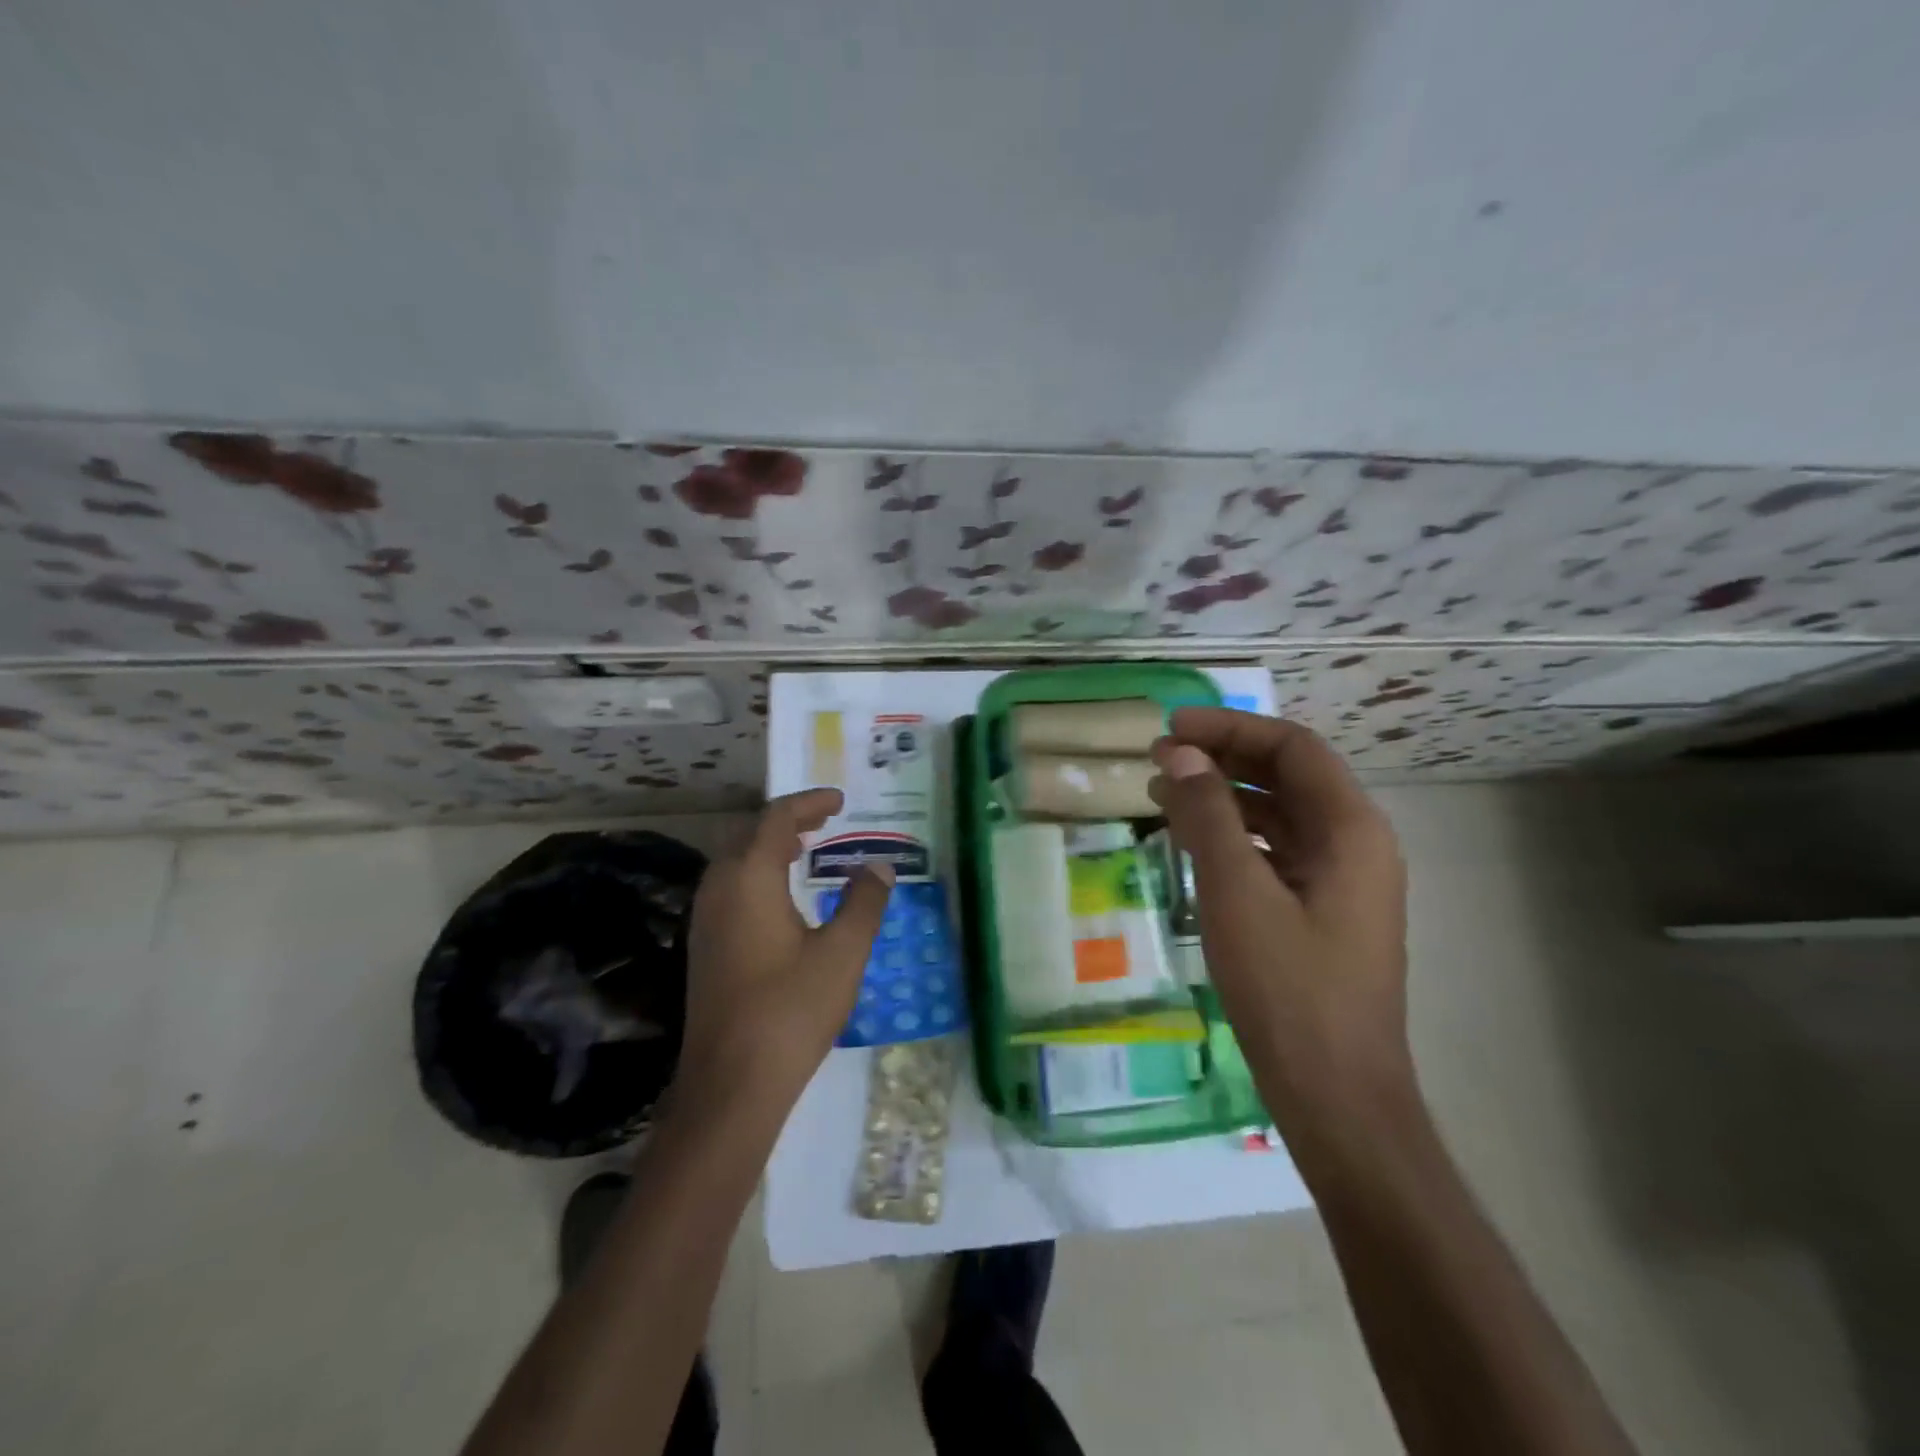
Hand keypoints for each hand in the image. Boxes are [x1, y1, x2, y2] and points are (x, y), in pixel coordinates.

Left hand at [676, 788, 893, 1115]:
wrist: (731, 1084)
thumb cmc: (791, 1009)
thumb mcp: (843, 952)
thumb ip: (863, 902)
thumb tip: (878, 866)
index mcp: (749, 878)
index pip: (776, 819)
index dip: (809, 803)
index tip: (839, 800)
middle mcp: (719, 888)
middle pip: (749, 834)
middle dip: (787, 821)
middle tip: (824, 821)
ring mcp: (704, 919)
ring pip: (734, 861)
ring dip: (768, 847)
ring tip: (805, 850)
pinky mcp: (704, 946)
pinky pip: (729, 887)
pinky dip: (757, 873)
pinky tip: (781, 898)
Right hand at [1148, 708, 1413, 1146]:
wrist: (1334, 1094)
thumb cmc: (1288, 988)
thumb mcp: (1237, 891)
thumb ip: (1208, 814)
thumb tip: (1178, 754)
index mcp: (1351, 828)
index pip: (1291, 747)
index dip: (1229, 728)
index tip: (1170, 729)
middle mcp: (1355, 843)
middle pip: (1286, 776)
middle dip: (1221, 759)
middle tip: (1157, 758)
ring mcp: (1340, 880)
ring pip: (1277, 815)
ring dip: (1222, 797)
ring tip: (1161, 794)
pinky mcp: (1320, 911)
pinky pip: (1274, 852)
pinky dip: (1232, 836)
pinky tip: (1190, 843)